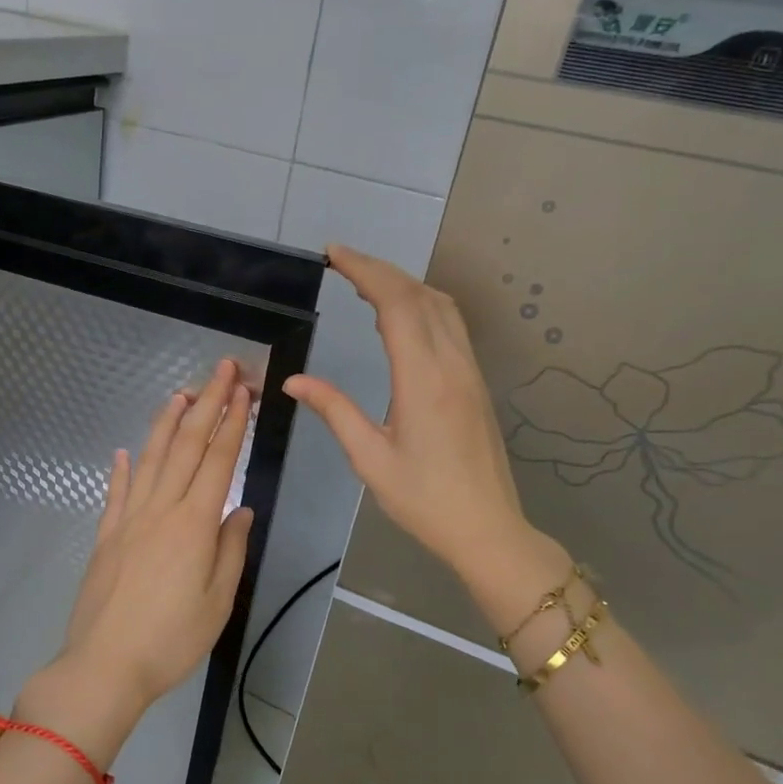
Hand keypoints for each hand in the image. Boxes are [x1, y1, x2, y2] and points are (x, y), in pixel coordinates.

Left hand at [18, 359, 254, 763]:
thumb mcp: (217, 601)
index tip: (243, 391)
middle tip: (221, 369)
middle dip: (206, 403)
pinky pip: (117, 492)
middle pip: (186, 446)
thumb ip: (231, 550)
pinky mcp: (107, 536)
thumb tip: (239, 510)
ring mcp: (128, 520)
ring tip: (179, 394)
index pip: (218, 460)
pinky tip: (126, 451)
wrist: (105, 666)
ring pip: (151, 459)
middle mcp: (160, 510)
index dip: (232, 422)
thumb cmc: (171, 639)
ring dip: (166, 423)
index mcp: (193, 524)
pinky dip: (123, 468)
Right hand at [285, 246, 563, 593]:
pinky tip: (401, 316)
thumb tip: (294, 381)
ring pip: (442, 306)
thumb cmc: (424, 500)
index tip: (334, 255)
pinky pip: (451, 326)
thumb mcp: (370, 458)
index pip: (397, 304)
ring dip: (404, 284)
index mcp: (423, 380)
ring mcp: (470, 371)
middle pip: (421, 295)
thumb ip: (334, 411)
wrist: (488, 529)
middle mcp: (452, 364)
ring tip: (366, 282)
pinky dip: (422, 305)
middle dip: (380, 270)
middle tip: (341, 260)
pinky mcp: (476, 382)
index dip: (365, 271)